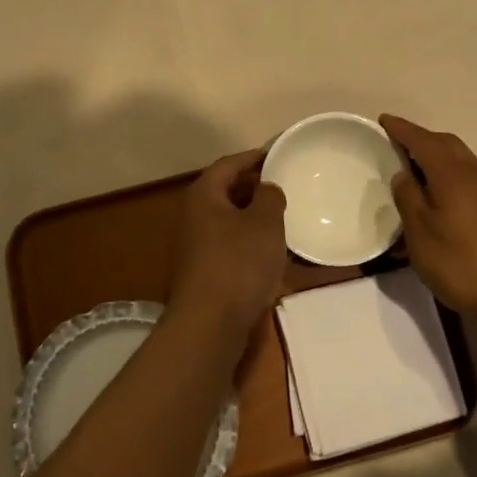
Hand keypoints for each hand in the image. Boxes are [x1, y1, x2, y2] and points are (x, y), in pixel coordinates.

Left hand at [168, 149, 287, 336]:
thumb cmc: (239, 263)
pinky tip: (270, 250)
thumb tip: (266, 188)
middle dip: (253, 186)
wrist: (210, 323)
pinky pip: (229, 244)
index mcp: (204, 195)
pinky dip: (248, 240)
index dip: (253, 157)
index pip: (228, 164)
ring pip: (228, 219)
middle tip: (283, 185)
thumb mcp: (264, 222)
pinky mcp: (203, 270)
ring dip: (252, 216)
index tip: (277, 154)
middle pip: (225, 190)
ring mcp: (195, 245)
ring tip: (282, 216)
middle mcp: (193, 215)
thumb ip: (269, 196)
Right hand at [381, 115, 476, 320]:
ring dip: (438, 157)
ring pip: (462, 160)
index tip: (384, 121)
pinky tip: (443, 196)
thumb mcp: (421, 234)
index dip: (402, 129)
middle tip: (398, 145)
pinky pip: (472, 177)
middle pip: (447, 144)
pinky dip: (452, 175)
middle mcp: (476, 173)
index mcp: (452, 174)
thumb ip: (408, 198)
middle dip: (422, 139)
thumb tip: (403, 174)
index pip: (423, 140)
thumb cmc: (461, 264)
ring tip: (417, 170)